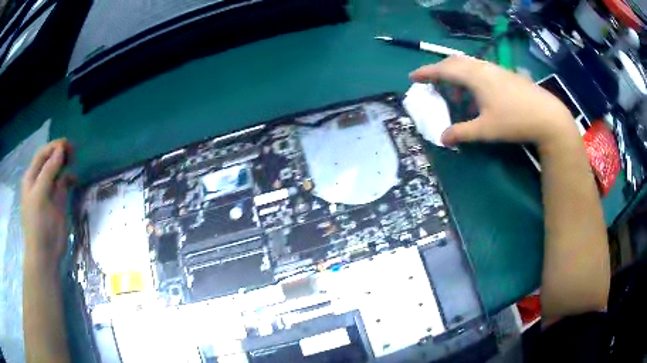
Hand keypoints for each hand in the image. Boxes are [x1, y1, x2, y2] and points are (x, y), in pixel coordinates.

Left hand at [21, 139, 74, 268]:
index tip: (67, 144)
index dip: (53, 147)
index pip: (42, 155)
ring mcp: (49, 192)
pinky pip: (64, 185)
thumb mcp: (39, 194)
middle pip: (50, 160)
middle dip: (60, 153)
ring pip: (58, 171)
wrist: (45, 254)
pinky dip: (69, 179)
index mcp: (32, 178)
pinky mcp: (59, 203)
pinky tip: (75, 179)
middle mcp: (40, 182)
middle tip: (73, 151)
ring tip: (74, 160)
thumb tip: (61, 149)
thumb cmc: (38, 224)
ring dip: (65, 164)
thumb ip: (49, 171)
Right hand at [410, 56, 578, 147]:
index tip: (413, 77)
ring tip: (458, 97)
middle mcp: (483, 67)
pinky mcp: (506, 74)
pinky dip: (472, 80)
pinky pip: (481, 71)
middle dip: (441, 72)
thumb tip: (442, 139)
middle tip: (433, 85)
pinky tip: (479, 97)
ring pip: (469, 66)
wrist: (547, 116)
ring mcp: (496, 69)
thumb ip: (462, 132)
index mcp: (475, 76)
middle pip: (455, 62)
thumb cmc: (515, 121)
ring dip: (458, 77)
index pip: (444, 69)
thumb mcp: (486, 130)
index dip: (427, 72)